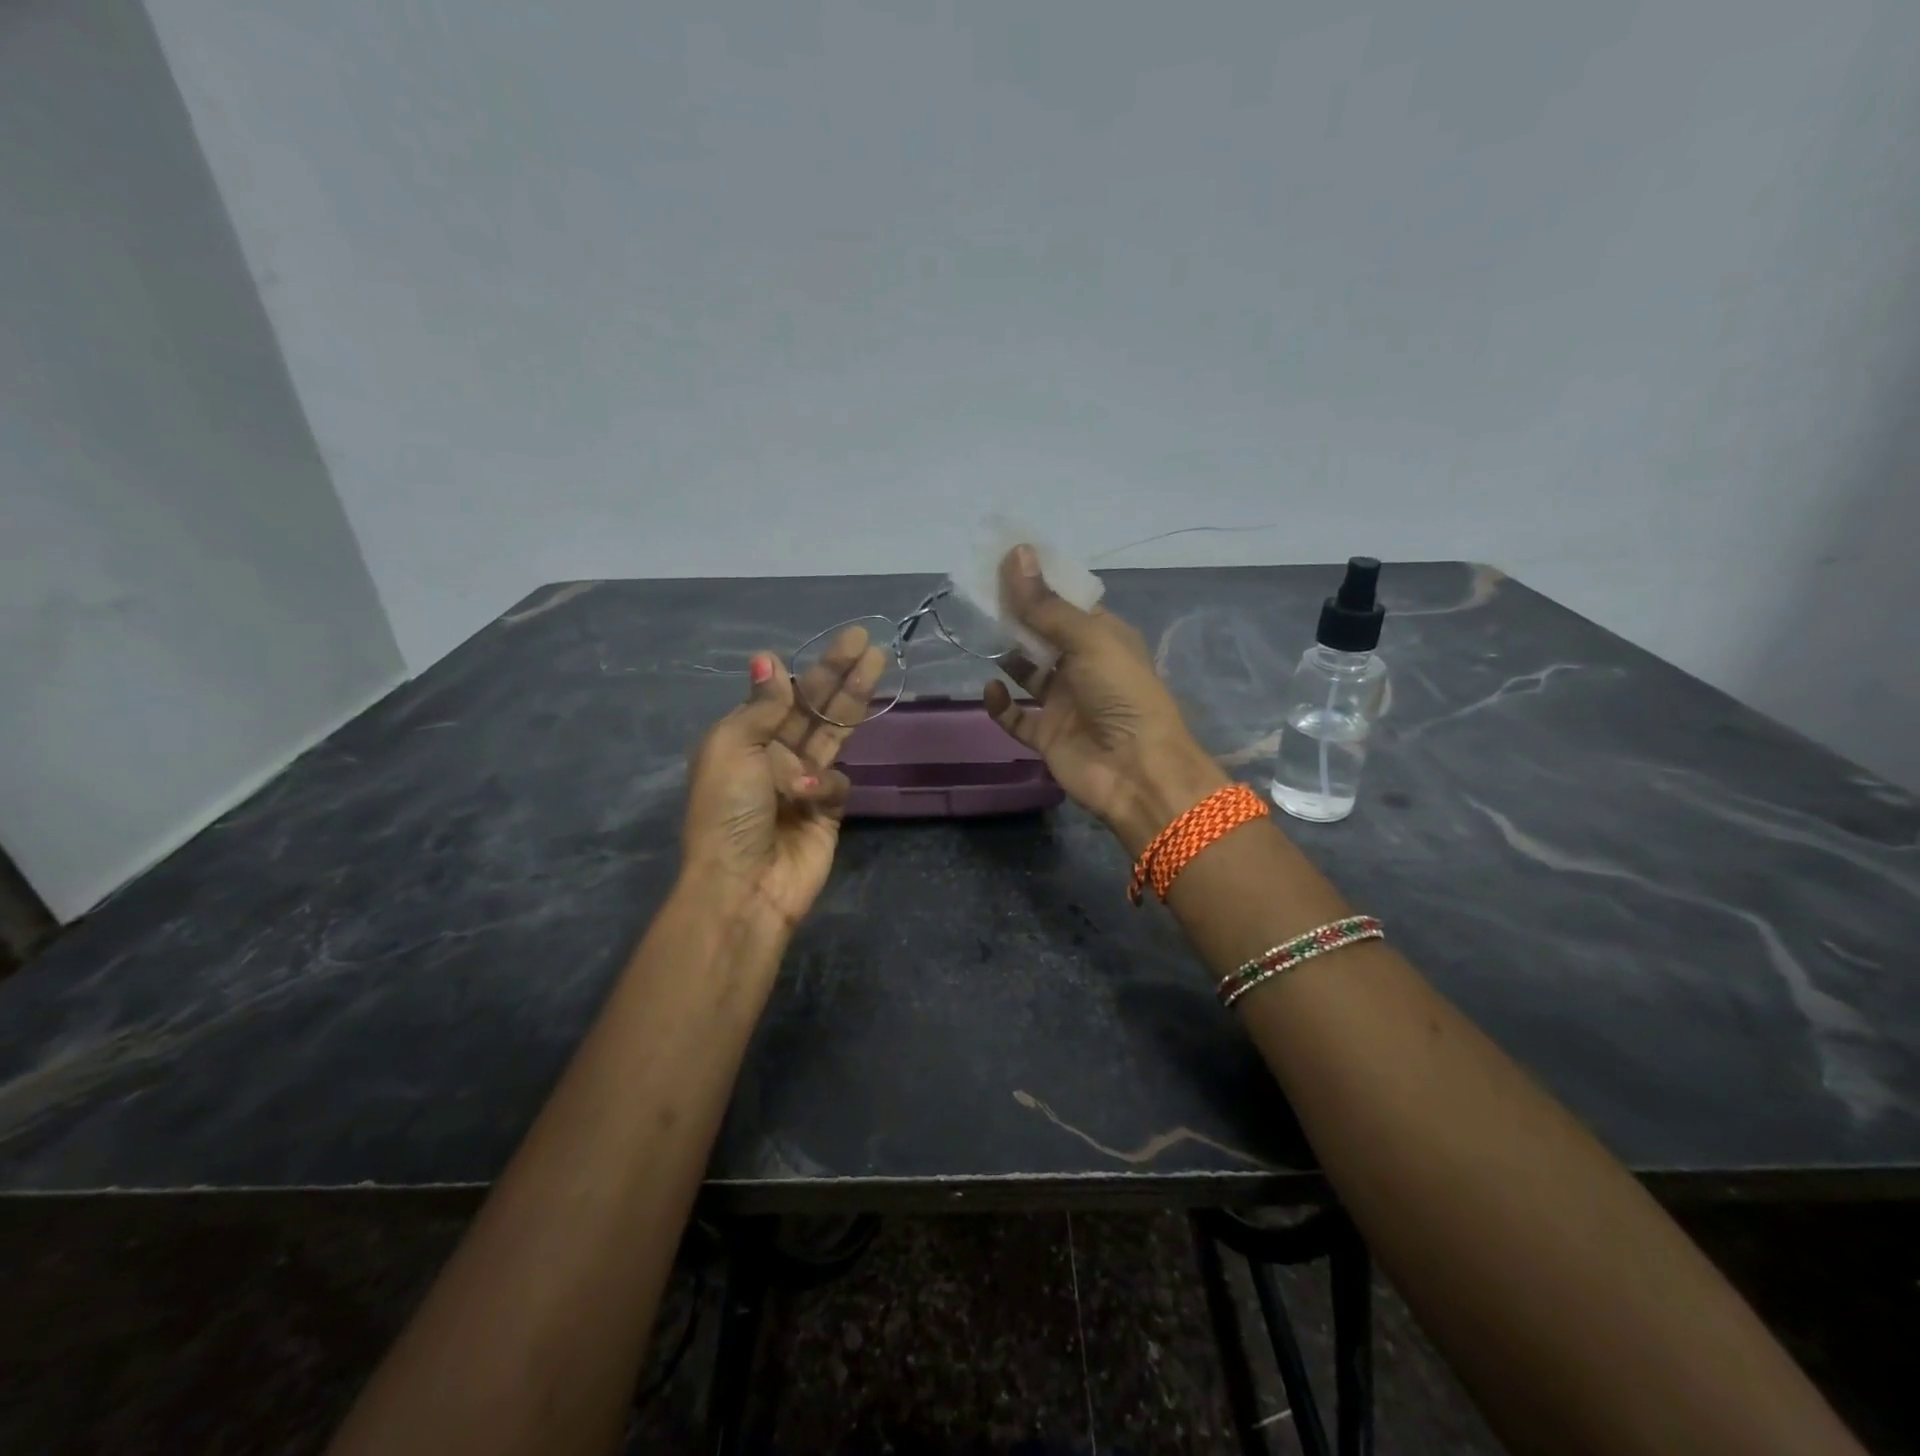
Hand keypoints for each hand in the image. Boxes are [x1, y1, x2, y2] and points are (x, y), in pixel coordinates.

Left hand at [682, 628, 885, 933]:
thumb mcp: (733, 748)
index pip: (786, 693)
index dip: (815, 667)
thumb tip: (767, 658)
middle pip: (815, 707)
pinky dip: (824, 784)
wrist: (744, 885)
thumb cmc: (729, 811)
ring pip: (834, 733)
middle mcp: (775, 755)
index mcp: (745, 738)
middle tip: (869, 642)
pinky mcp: (827, 810)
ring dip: (853, 700)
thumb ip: (761, 706)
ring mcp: (803, 782)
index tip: (843, 643)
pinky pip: (836, 782)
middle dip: (841, 674)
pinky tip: (809, 793)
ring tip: (877, 666)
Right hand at [982, 545, 1227, 855]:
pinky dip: (1002, 705)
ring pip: (1029, 674)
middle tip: (982, 596)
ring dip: (1009, 658)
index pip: (1067, 603)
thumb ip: (1046, 604)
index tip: (1004, 563)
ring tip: (983, 637)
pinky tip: (992, 689)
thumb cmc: (1120, 694)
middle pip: (1043, 635)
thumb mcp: (1087, 639)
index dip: (1038, 584)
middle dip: (1017, 618)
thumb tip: (1016, 552)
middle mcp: (1084, 667)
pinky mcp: (1048, 736)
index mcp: (1104, 637)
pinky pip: (1017, 717)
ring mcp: (1065, 703)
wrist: (1135, 771)